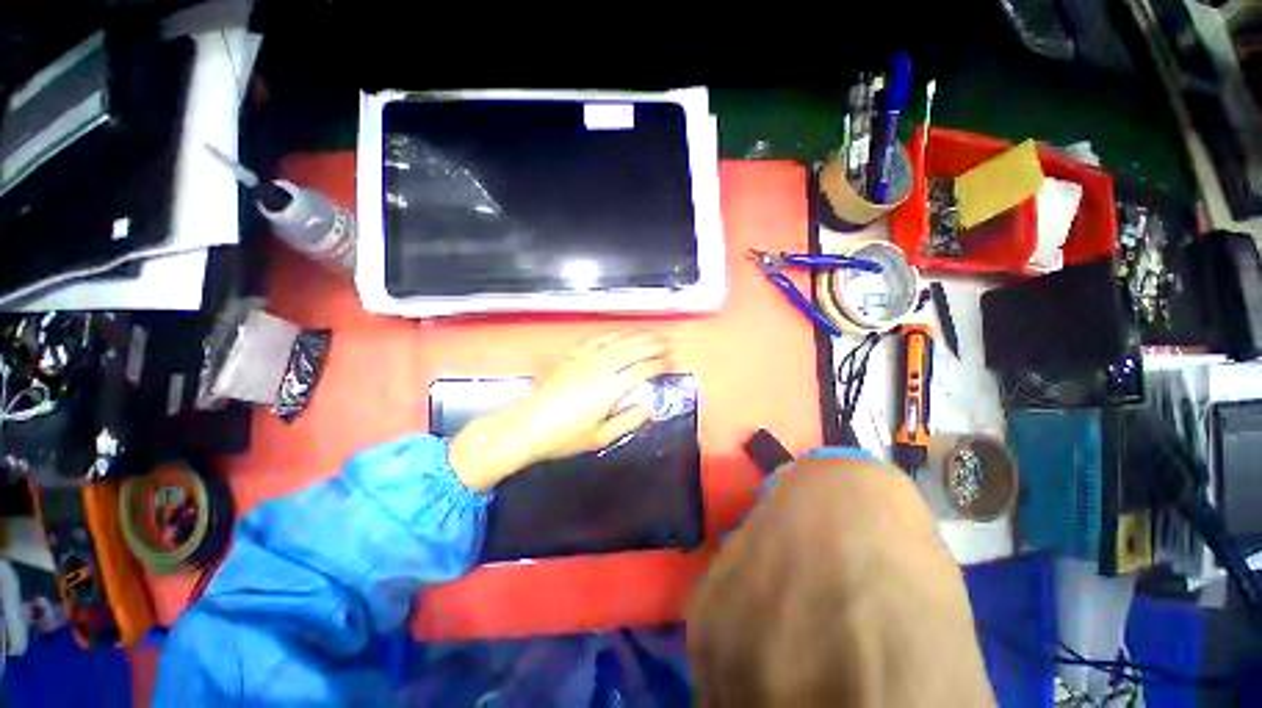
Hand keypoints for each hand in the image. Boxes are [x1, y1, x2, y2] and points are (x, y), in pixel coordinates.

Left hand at [449, 332, 671, 490]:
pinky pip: (596, 339)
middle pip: (632, 349)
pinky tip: (619, 333)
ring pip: (616, 341)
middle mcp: (600, 369)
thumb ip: (628, 421)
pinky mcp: (571, 356)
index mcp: (610, 389)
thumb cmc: (564, 436)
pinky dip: (612, 334)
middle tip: (667, 343)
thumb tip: (649, 409)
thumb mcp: (600, 437)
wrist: (528, 425)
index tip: (670, 363)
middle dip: (652, 344)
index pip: (641, 370)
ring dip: (636, 335)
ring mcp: (584, 359)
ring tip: (650, 334)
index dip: (659, 364)